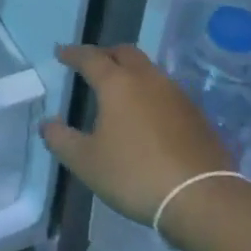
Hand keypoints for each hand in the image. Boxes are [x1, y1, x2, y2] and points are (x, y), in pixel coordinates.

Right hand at [41, 43, 233, 224]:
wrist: (202, 197)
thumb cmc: (135, 174)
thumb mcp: (86, 162)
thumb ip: (61, 140)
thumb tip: (48, 124)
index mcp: (117, 83)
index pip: (90, 57)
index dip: (73, 53)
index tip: (61, 53)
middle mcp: (147, 79)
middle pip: (124, 53)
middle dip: (105, 54)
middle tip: (92, 65)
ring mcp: (176, 94)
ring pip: (148, 70)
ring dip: (131, 72)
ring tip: (119, 90)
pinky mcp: (196, 114)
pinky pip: (165, 91)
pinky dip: (150, 93)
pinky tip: (146, 114)